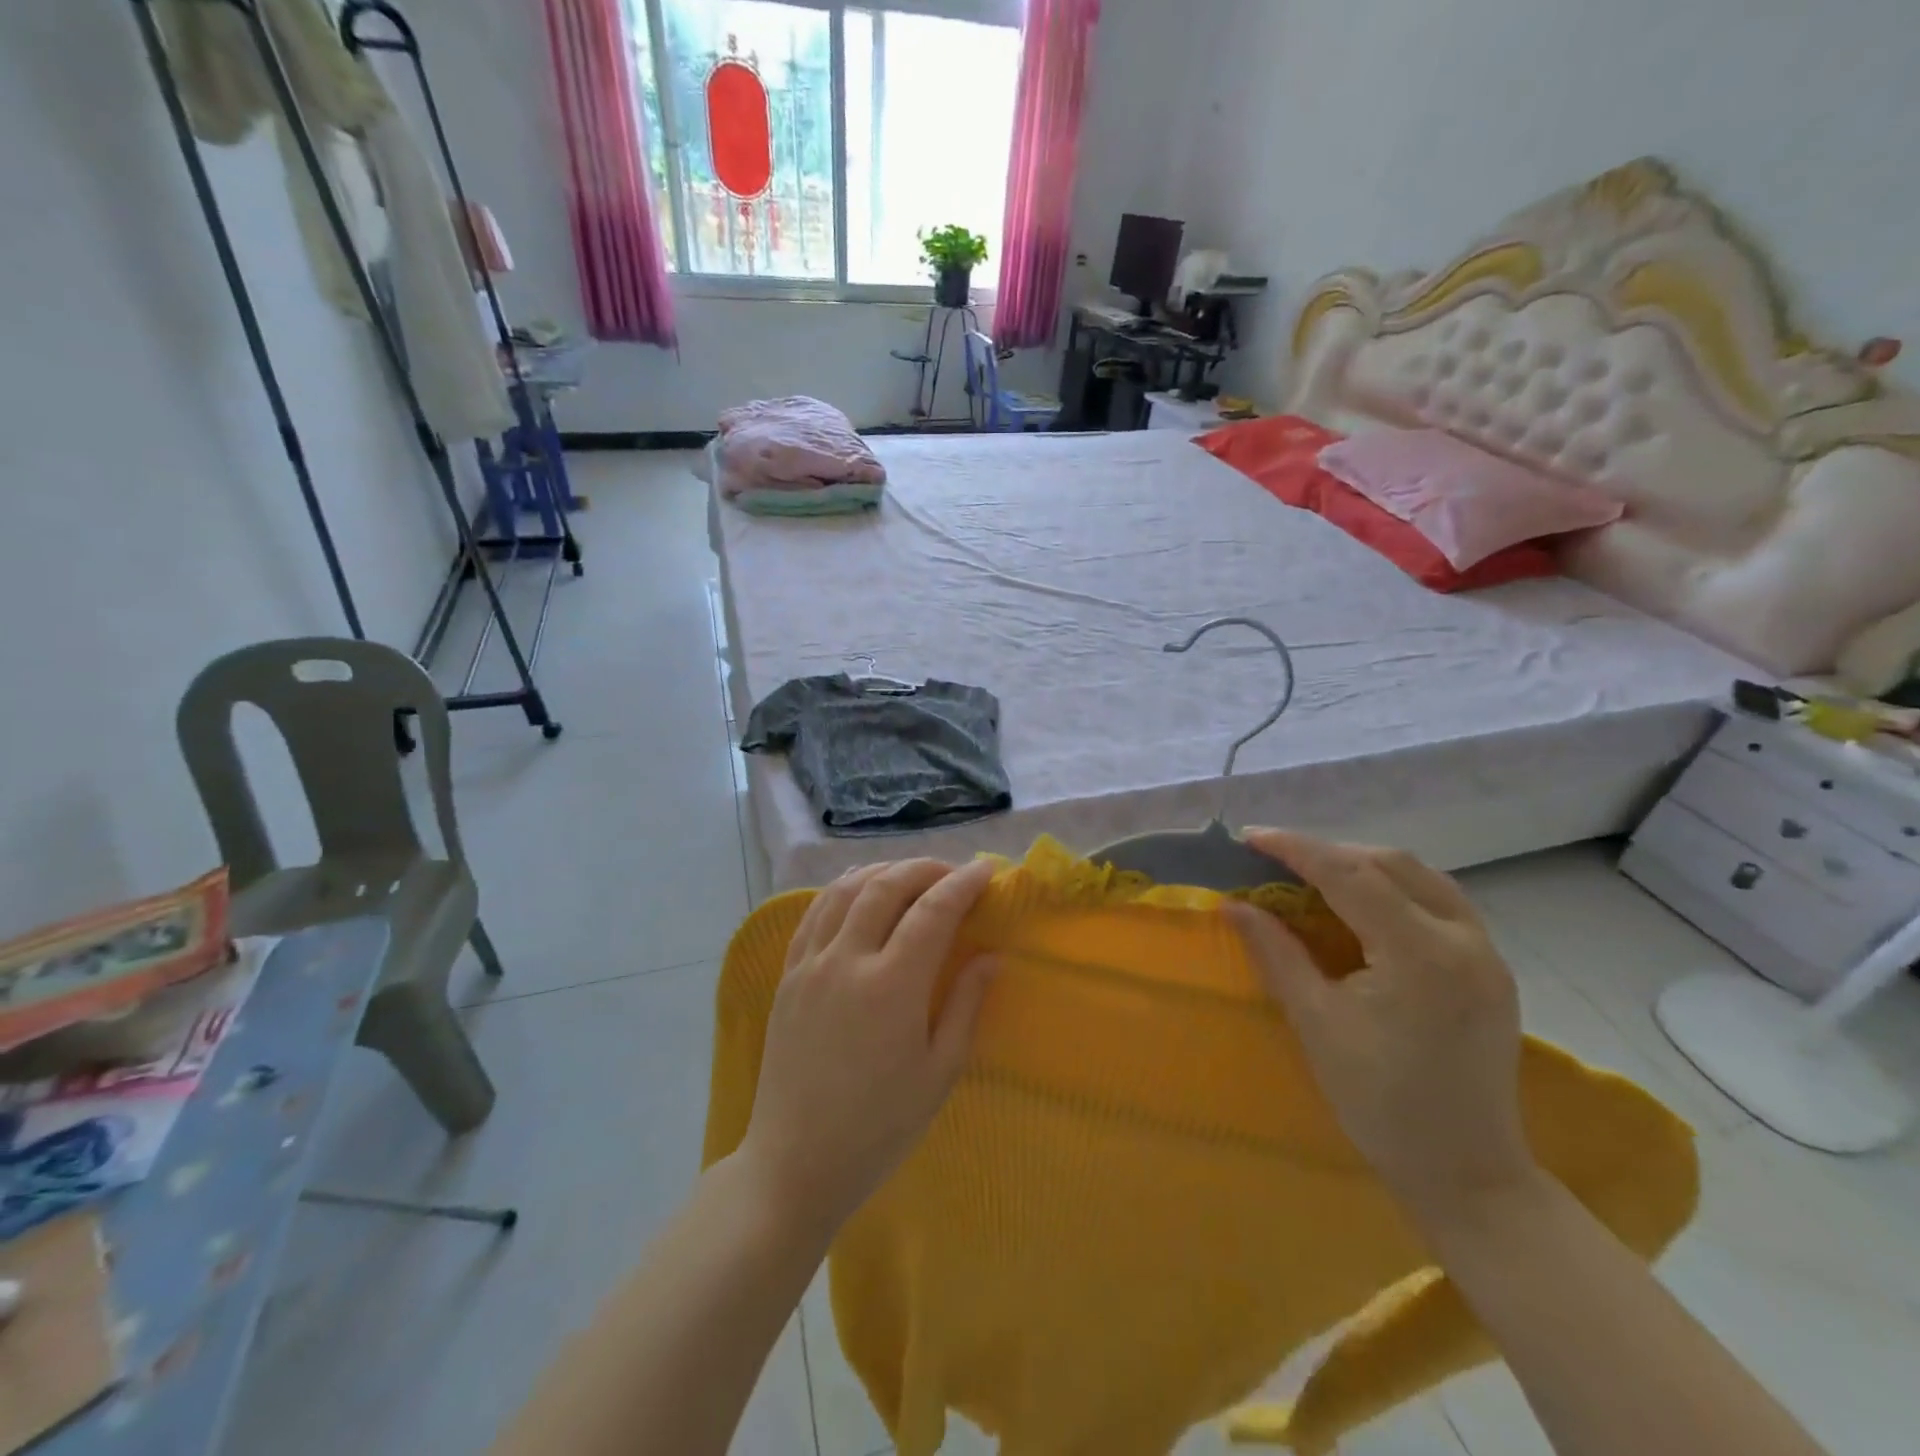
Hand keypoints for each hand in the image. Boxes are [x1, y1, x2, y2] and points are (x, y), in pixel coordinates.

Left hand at [739, 858, 997, 1233]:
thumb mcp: (939, 1073)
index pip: (933, 911)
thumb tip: (991, 956)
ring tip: (910, 876)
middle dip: (925, 869)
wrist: (795, 1162)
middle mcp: (847, 961)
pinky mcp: (787, 976)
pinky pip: (814, 913)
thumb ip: (966, 1005)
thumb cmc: (878, 1127)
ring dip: (883, 871)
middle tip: (952, 874)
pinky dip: (843, 890)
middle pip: (887, 886)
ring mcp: (810, 965)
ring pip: (846, 890)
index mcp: (892, 987)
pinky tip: (859, 893)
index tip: (986, 870)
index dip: (963, 883)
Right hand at [1226, 830, 1536, 1220]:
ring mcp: (1486, 953)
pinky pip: (1439, 902)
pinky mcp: (1491, 969)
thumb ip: (1276, 952)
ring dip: (1364, 865)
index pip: (1350, 874)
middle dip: (1329, 852)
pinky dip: (1394, 888)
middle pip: (1390, 863)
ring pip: (1421, 876)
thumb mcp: (1316, 1023)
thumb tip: (1233, 905)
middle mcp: (1463, 940)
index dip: (1296, 849)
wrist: (1467, 1174)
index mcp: (1420, 954)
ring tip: (1314, 875)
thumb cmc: (1380, 1104)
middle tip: (1276, 860)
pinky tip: (1362, 905)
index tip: (1250, 838)